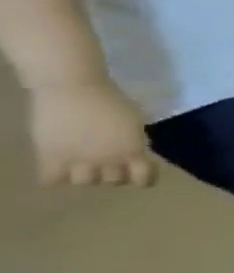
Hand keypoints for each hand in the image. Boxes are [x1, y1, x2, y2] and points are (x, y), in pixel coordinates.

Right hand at [29, 79, 155, 187]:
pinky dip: (56, 177)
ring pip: (84, 182)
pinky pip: (51, 179)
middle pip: (113, 180)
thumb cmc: (112, 101)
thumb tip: (136, 152)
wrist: (76, 90)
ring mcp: (78, 159)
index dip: (143, 179)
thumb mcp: (136, 123)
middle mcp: (108, 159)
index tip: (142, 179)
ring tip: (84, 167)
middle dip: (113, 175)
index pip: (143, 176)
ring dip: (86, 177)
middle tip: (109, 167)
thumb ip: (135, 140)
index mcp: (133, 150)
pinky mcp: (50, 155)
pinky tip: (59, 169)